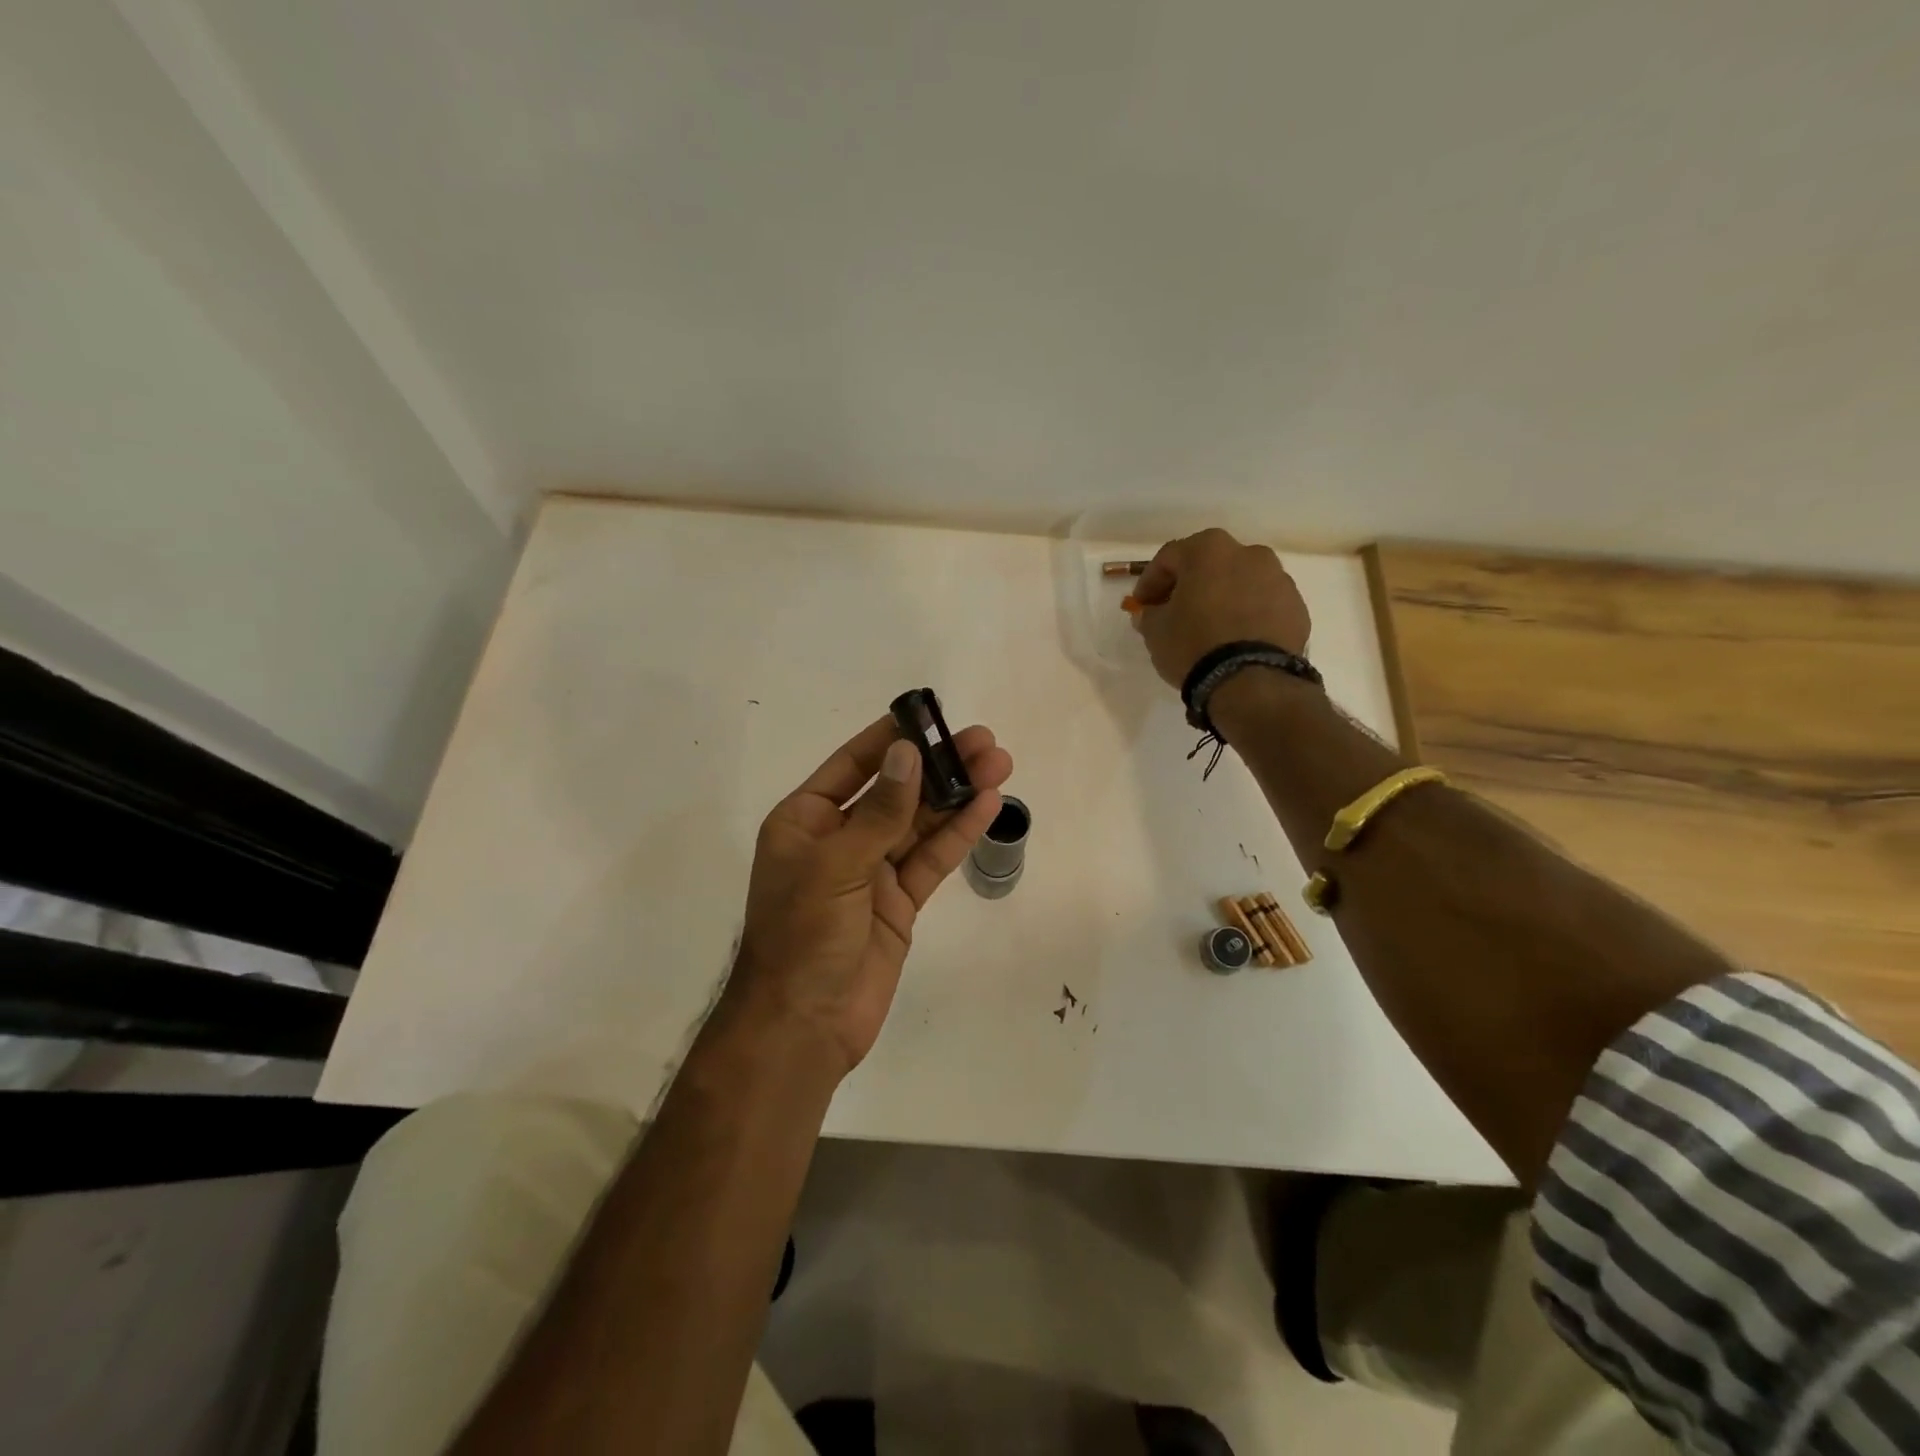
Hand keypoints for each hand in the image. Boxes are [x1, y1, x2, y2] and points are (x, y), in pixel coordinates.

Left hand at [723, 716, 1013, 1078]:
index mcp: (805, 821)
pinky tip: (987, 805)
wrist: (804, 1025)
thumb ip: (879, 811)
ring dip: (957, 795)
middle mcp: (839, 839)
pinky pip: (931, 860)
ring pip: (920, 823)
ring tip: (999, 764)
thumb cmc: (803, 935)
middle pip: (895, 791)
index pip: (852, 766)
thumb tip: (907, 753)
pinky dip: (958, 834)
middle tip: (983, 740)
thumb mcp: (837, 864)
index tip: (928, 715)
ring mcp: (872, 871)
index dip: (891, 739)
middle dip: (937, 766)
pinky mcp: (899, 902)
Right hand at [1129, 528, 1311, 688]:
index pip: (1169, 557)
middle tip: (1174, 612)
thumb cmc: (1194, 645)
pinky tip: (1235, 640)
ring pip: (1240, 582)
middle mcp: (1248, 553)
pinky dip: (1247, 615)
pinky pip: (1262, 605)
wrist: (1251, 680)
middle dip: (1189, 585)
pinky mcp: (1296, 607)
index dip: (1150, 581)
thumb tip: (1152, 612)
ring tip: (1209, 628)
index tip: (1142, 605)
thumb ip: (1150, 614)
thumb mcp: (1155, 631)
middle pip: (1209, 564)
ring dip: (1222, 598)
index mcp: (1209, 550)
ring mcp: (1278, 578)